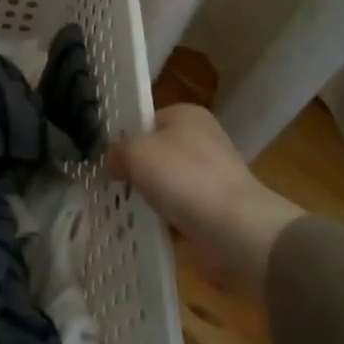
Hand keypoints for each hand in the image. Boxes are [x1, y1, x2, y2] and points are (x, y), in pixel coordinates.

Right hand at [107, 104, 302, 293]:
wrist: (235, 228)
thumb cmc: (184, 177)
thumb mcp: (136, 152)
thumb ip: (117, 151)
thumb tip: (113, 163)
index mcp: (187, 115)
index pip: (146, 120)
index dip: (125, 138)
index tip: (108, 160)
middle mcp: (203, 139)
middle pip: (157, 152)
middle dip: (137, 170)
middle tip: (114, 186)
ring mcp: (213, 174)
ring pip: (168, 183)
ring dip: (151, 197)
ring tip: (126, 210)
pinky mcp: (217, 207)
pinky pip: (181, 209)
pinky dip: (167, 219)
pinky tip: (150, 227)